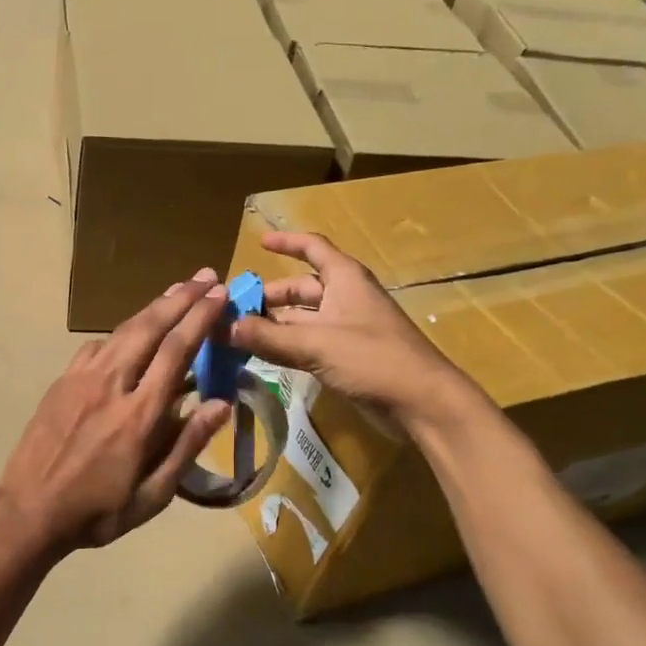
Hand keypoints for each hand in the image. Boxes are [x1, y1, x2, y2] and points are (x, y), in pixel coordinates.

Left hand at [0, 270, 233, 551]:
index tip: (220, 295)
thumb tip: (221, 403)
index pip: (176, 352)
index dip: (200, 318)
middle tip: (206, 276)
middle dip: (181, 298)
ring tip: (177, 290)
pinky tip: (131, 333)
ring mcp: (81, 379)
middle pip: (150, 328)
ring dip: (153, 307)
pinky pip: (96, 347)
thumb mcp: (153, 495)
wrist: (29, 510)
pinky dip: (121, 332)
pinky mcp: (62, 382)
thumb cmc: (98, 511)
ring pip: (122, 330)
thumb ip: (187, 446)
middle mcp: (111, 385)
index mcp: (139, 415)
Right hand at [229, 231, 468, 421]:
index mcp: (344, 279)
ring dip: (274, 324)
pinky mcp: (347, 357)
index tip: (259, 243)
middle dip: (270, 296)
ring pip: (302, 319)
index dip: (287, 243)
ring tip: (239, 335)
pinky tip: (262, 356)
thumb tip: (223, 327)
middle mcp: (345, 298)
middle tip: (234, 310)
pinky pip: (309, 343)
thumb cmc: (373, 358)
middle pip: (301, 288)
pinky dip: (286, 346)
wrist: (421, 402)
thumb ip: (268, 337)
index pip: (313, 248)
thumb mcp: (316, 344)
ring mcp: (347, 329)